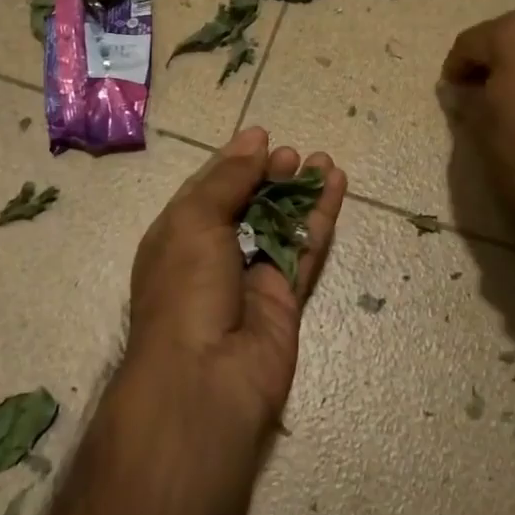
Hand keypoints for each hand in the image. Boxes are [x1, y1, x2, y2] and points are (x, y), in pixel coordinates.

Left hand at [126, 127, 345, 430]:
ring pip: (280, 226)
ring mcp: (250, 279)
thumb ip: (228, 179)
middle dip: (269, 176)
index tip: (262, 136)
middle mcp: (212, 256)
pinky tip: (336, 189)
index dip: (234, 162)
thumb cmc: (185, 289)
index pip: (208, 190)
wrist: (205, 379)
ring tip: (323, 161)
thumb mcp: (194, 221)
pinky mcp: (285, 299)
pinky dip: (319, 220)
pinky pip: (305, 251)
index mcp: (177, 237)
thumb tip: (254, 140)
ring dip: (300, 194)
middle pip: (246, 206)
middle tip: (294, 154)